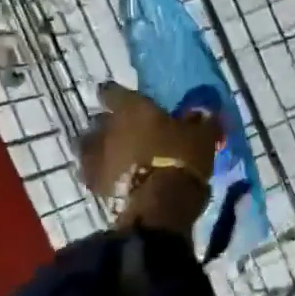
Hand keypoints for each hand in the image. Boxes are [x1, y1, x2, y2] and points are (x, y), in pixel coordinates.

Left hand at [78, 82, 220, 233]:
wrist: (162, 204)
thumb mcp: (203, 136)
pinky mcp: (93, 182)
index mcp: (133, 108)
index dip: (118, 94)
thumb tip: (204, 113)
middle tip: (127, 131)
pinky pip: (92, 171)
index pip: (113, 91)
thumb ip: (201, 121)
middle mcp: (108, 127)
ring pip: (89, 144)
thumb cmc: (182, 159)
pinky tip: (111, 176)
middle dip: (110, 123)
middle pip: (100, 119)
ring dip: (100, 146)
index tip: (126, 100)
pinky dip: (100, 171)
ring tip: (114, 154)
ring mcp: (96, 155)